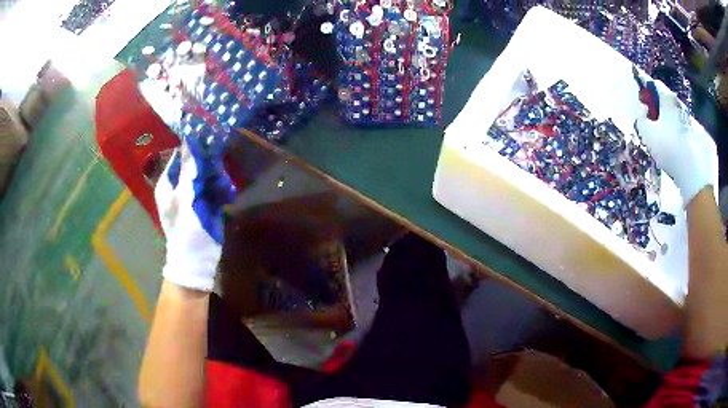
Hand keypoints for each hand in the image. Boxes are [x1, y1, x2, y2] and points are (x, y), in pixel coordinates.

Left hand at [155, 128, 235, 291]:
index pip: (180, 156)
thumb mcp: (186, 200)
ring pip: (208, 173)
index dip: (193, 147)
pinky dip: (223, 188)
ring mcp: (194, 194)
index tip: (210, 139)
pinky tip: (228, 195)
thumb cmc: (186, 231)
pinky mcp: (207, 202)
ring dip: (218, 177)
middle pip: (196, 163)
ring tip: (225, 186)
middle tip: (219, 169)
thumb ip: (189, 172)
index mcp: (169, 183)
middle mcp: (180, 185)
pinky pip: (216, 186)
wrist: (198, 261)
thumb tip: (191, 142)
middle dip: (209, 164)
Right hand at [635, 80, 717, 205]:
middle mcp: (681, 107)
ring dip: (674, 127)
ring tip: (669, 144)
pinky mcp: (702, 141)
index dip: (648, 93)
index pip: (655, 87)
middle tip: (656, 127)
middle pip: (669, 104)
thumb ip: (641, 119)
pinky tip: (681, 155)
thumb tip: (643, 111)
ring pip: (680, 120)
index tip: (644, 105)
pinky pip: (689, 136)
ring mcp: (693, 124)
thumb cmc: (670, 151)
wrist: (695, 177)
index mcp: (668, 100)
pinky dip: (684, 141)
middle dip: (662, 112)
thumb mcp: (647, 135)